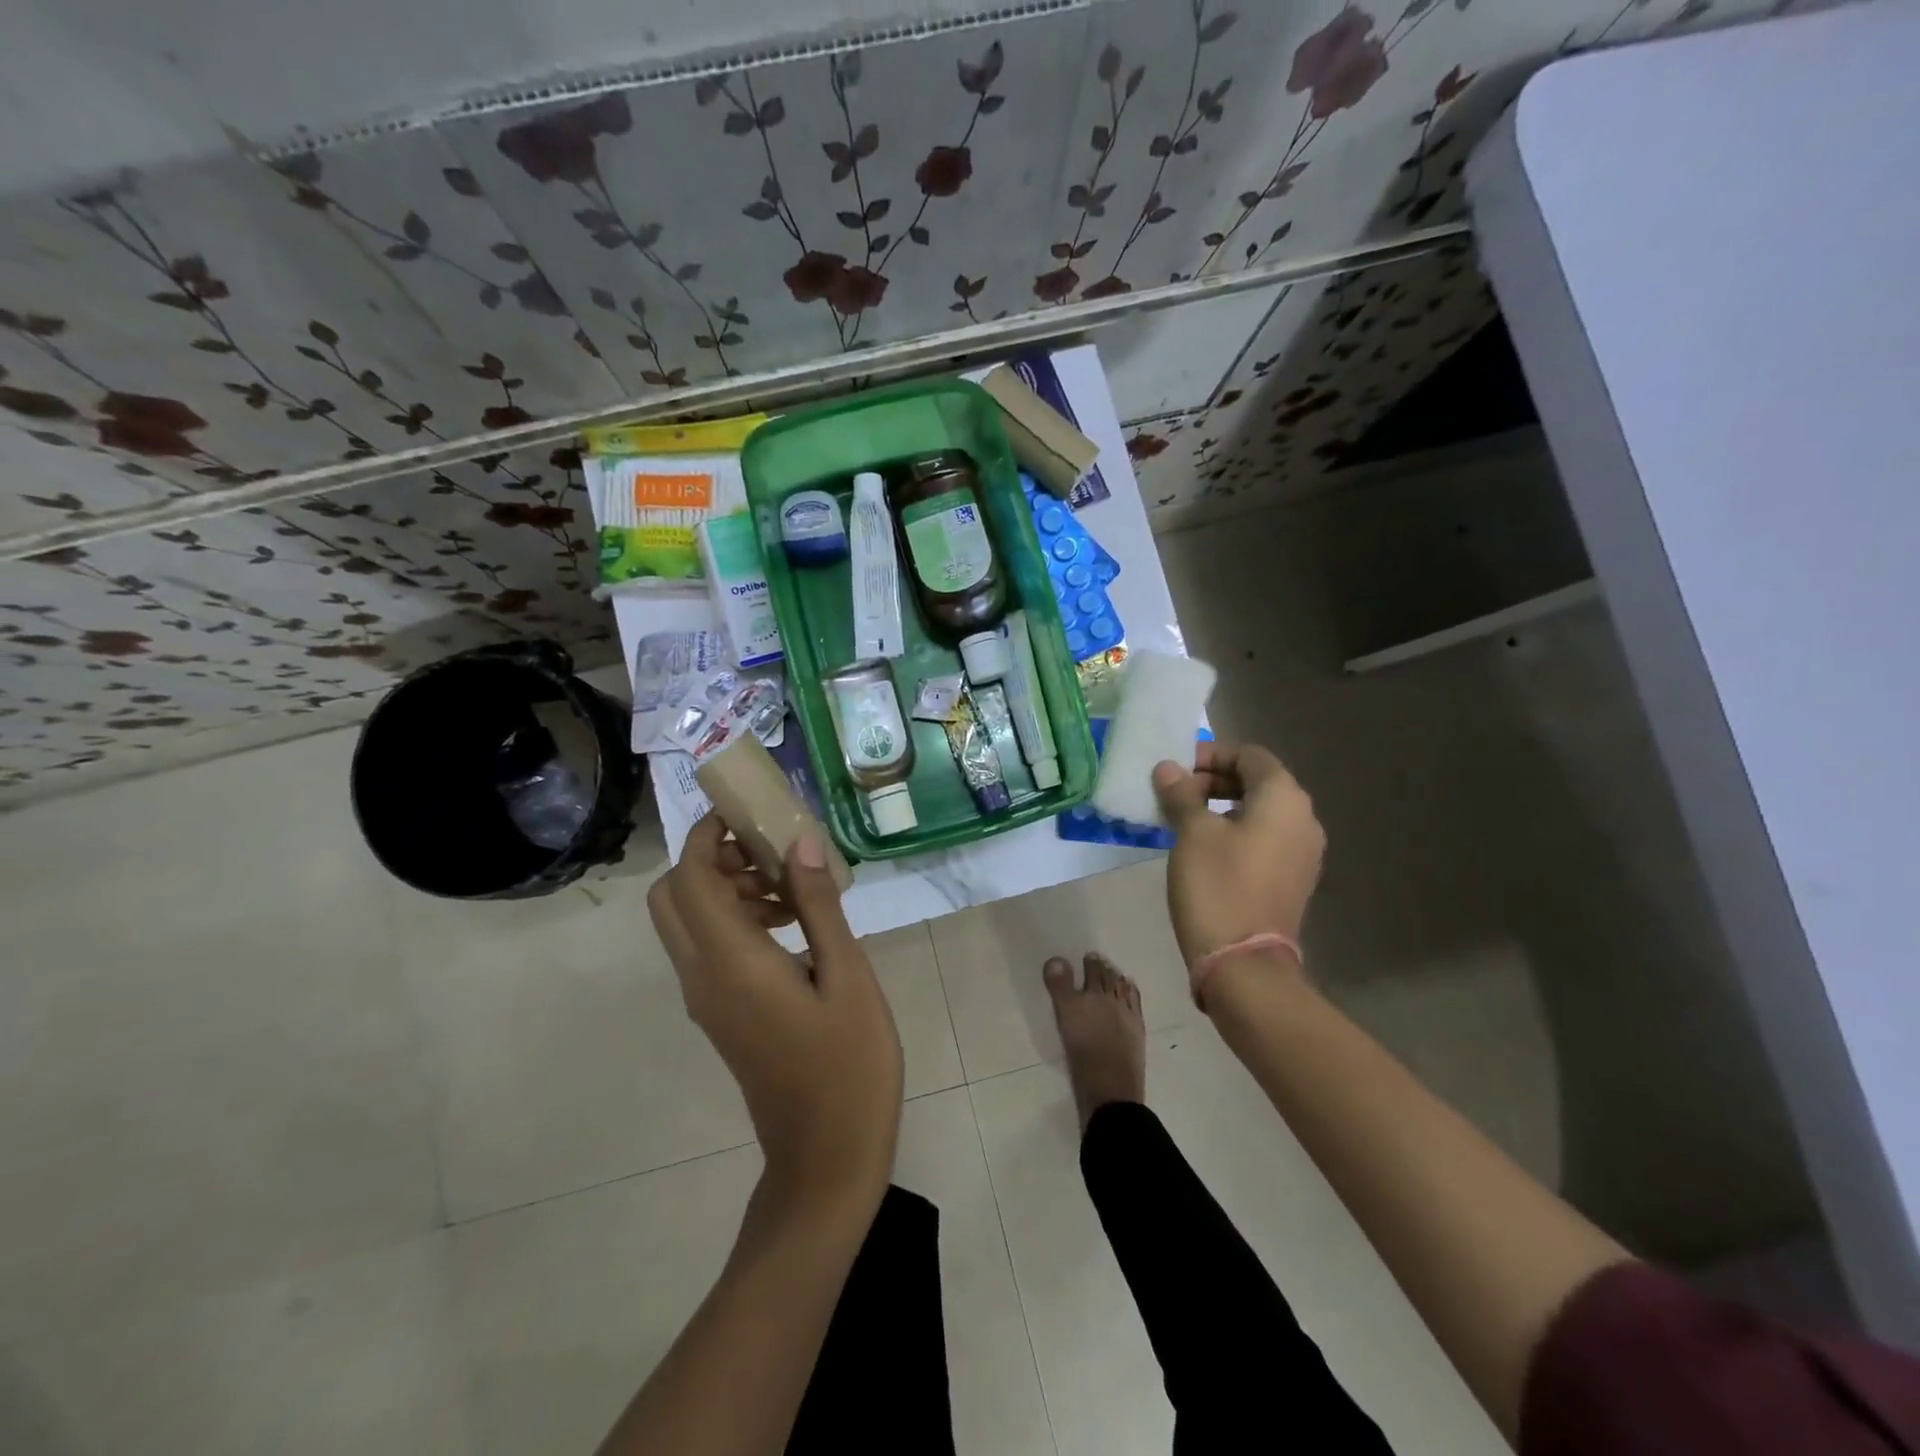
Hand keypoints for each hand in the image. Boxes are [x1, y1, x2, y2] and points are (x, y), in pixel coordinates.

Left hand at [648, 814, 902, 1209]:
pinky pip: (707, 949)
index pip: (690, 878)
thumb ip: (818, 905)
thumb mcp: (847, 975)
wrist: (826, 1157)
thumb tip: (797, 842)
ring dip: (725, 888)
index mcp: (731, 962)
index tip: (746, 809)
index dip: (708, 835)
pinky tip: (792, 925)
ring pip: (688, 922)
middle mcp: (702, 976)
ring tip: (792, 885)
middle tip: (768, 849)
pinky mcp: (719, 1014)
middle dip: (710, 858)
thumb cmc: (849, 1063)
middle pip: (672, 897)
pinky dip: (734, 919)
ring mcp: (705, 1000)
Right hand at [1152, 741, 1325, 967]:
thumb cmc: (1217, 886)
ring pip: (1260, 811)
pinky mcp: (1293, 879)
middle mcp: (1303, 819)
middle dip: (1214, 780)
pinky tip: (1203, 847)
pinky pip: (1264, 838)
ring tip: (1183, 819)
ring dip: (1222, 806)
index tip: (1176, 769)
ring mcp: (1303, 852)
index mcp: (1284, 798)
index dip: (1211, 755)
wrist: (1243, 963)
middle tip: (1175, 793)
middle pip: (1258, 781)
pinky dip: (1235, 831)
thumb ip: (1181, 794)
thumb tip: (1168, 769)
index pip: (1250, 755)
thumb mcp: (1192, 833)